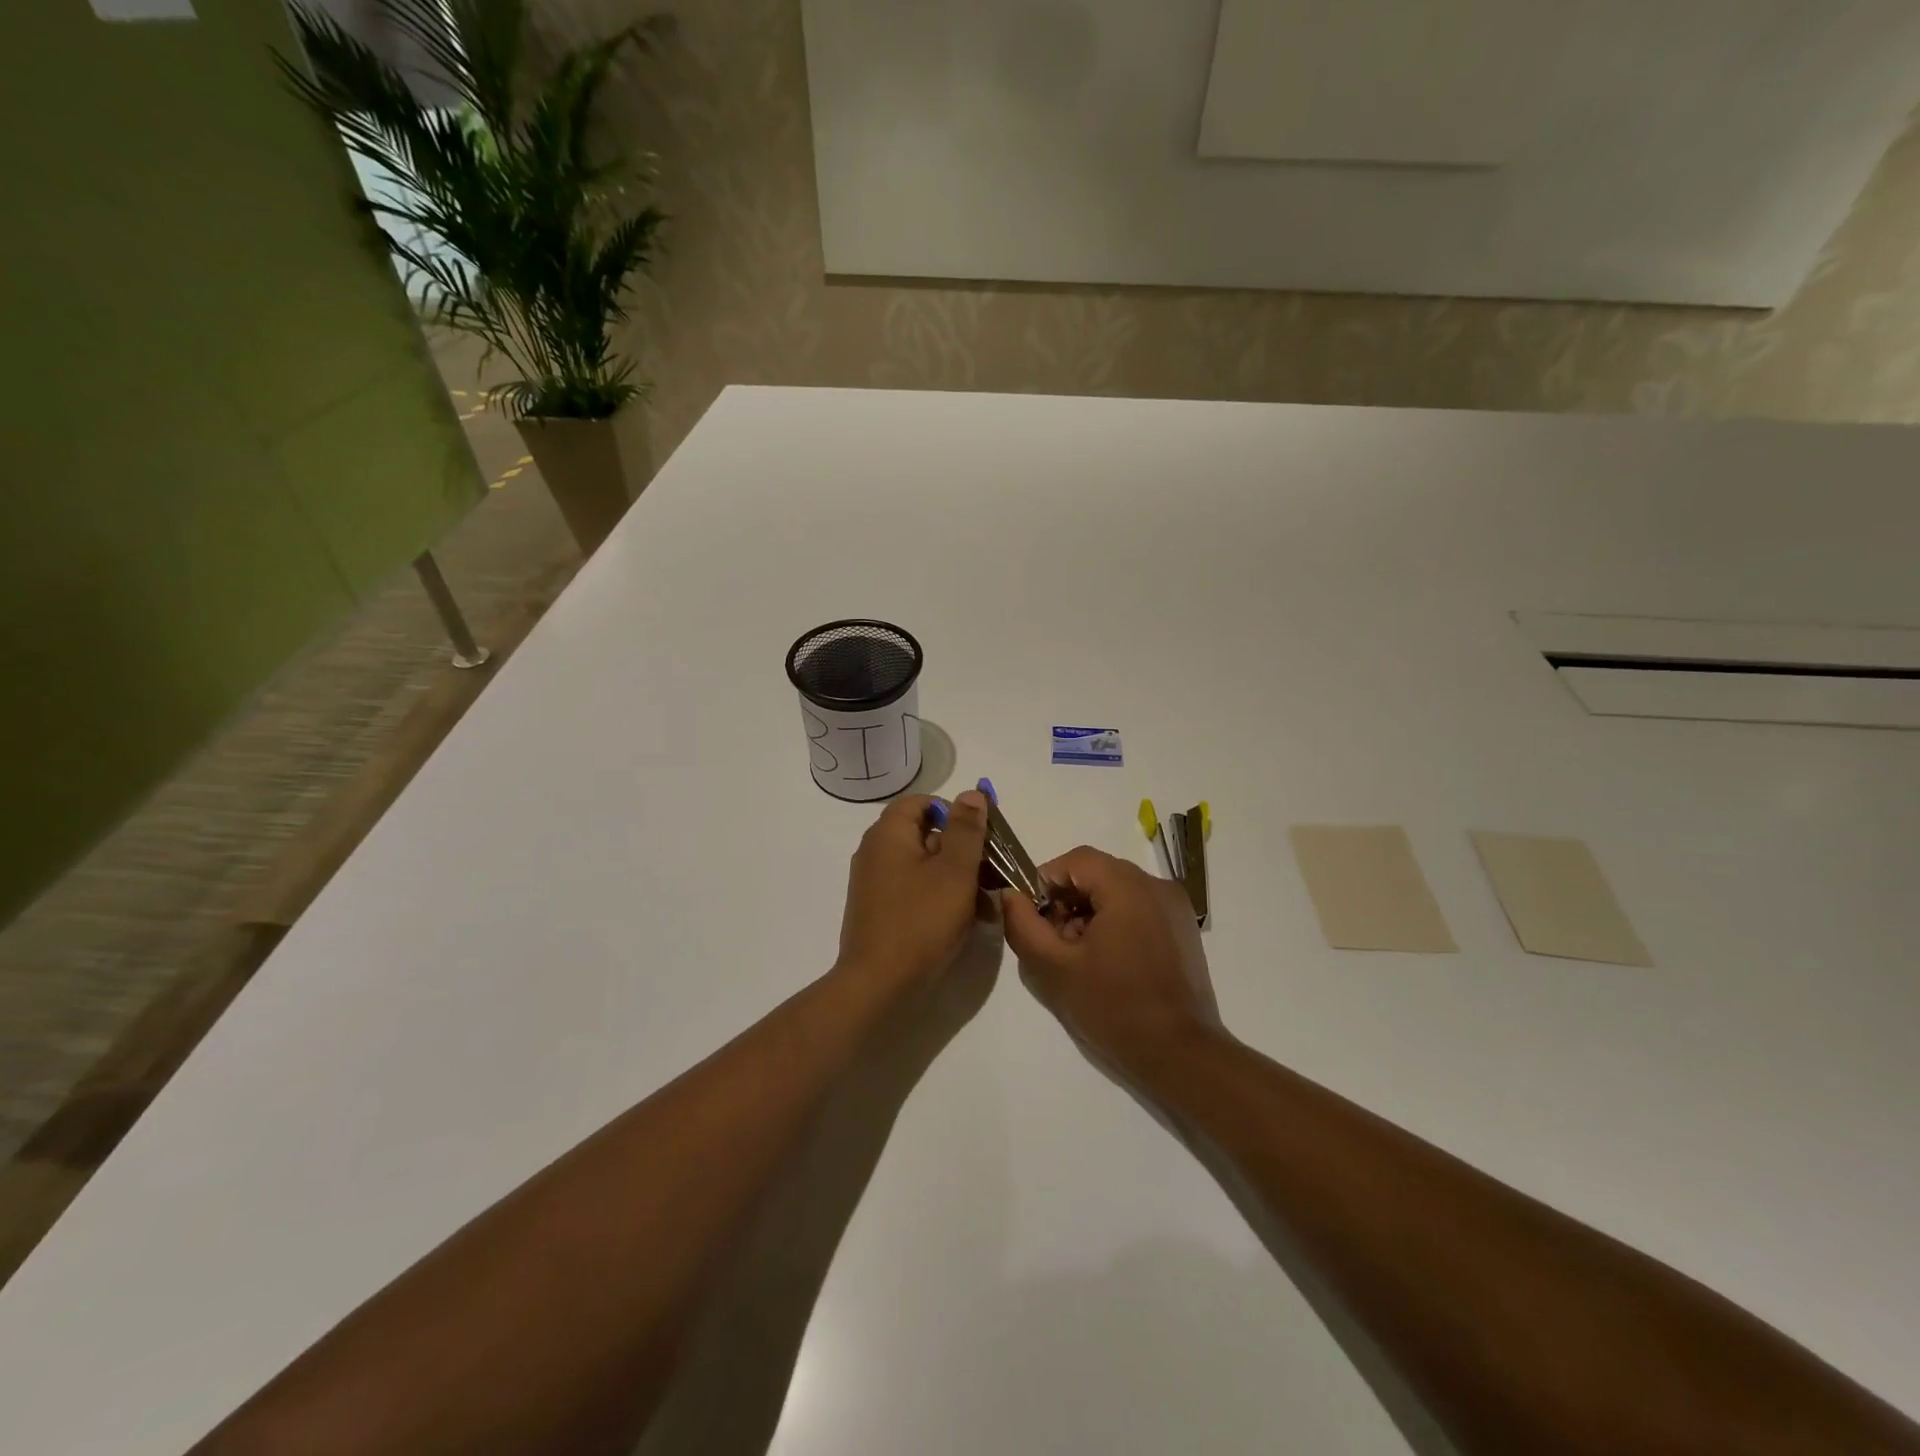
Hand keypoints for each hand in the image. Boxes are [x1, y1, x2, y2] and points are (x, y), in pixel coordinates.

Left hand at [836, 790, 995, 989]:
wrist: (879, 985)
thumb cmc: (921, 920)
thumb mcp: (954, 871)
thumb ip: (966, 830)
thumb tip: (971, 794)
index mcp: (888, 835)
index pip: (920, 803)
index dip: (954, 811)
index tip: (982, 833)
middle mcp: (877, 853)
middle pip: (926, 835)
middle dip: (964, 850)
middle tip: (995, 869)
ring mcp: (877, 885)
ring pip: (926, 867)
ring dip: (960, 878)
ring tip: (990, 902)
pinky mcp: (882, 912)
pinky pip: (917, 892)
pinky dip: (943, 898)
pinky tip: (971, 920)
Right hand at [1002, 846, 1224, 1075]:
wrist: (1181, 1054)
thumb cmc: (1114, 1007)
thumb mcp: (1055, 968)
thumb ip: (1024, 925)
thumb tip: (1010, 895)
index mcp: (1128, 886)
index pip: (1075, 860)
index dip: (1047, 883)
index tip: (1037, 919)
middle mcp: (1156, 885)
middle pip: (1098, 873)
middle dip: (1069, 900)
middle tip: (1056, 942)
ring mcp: (1175, 906)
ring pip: (1118, 890)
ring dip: (1091, 912)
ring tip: (1081, 957)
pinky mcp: (1184, 928)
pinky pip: (1140, 907)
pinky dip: (1116, 921)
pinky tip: (1109, 962)